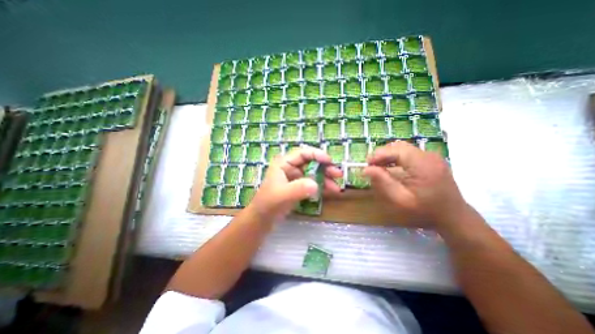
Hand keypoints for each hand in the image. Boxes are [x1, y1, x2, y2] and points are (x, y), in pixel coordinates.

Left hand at [249, 146, 343, 221]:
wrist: (262, 218)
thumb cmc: (269, 204)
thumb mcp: (282, 195)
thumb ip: (298, 189)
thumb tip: (316, 185)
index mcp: (284, 163)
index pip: (303, 153)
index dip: (317, 154)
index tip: (330, 161)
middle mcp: (290, 167)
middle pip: (311, 162)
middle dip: (325, 168)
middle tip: (338, 175)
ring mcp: (294, 177)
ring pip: (313, 173)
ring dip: (325, 178)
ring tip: (337, 188)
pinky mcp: (298, 186)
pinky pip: (312, 182)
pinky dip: (321, 186)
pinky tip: (329, 191)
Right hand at [363, 141, 469, 229]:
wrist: (453, 216)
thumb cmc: (425, 211)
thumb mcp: (400, 200)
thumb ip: (383, 182)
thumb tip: (366, 169)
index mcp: (423, 165)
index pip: (396, 150)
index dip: (378, 155)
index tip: (367, 165)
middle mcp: (428, 156)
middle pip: (398, 146)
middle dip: (382, 154)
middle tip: (371, 167)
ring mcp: (431, 156)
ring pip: (402, 148)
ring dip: (388, 155)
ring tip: (379, 167)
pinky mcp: (430, 159)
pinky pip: (408, 153)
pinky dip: (396, 157)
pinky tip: (391, 167)